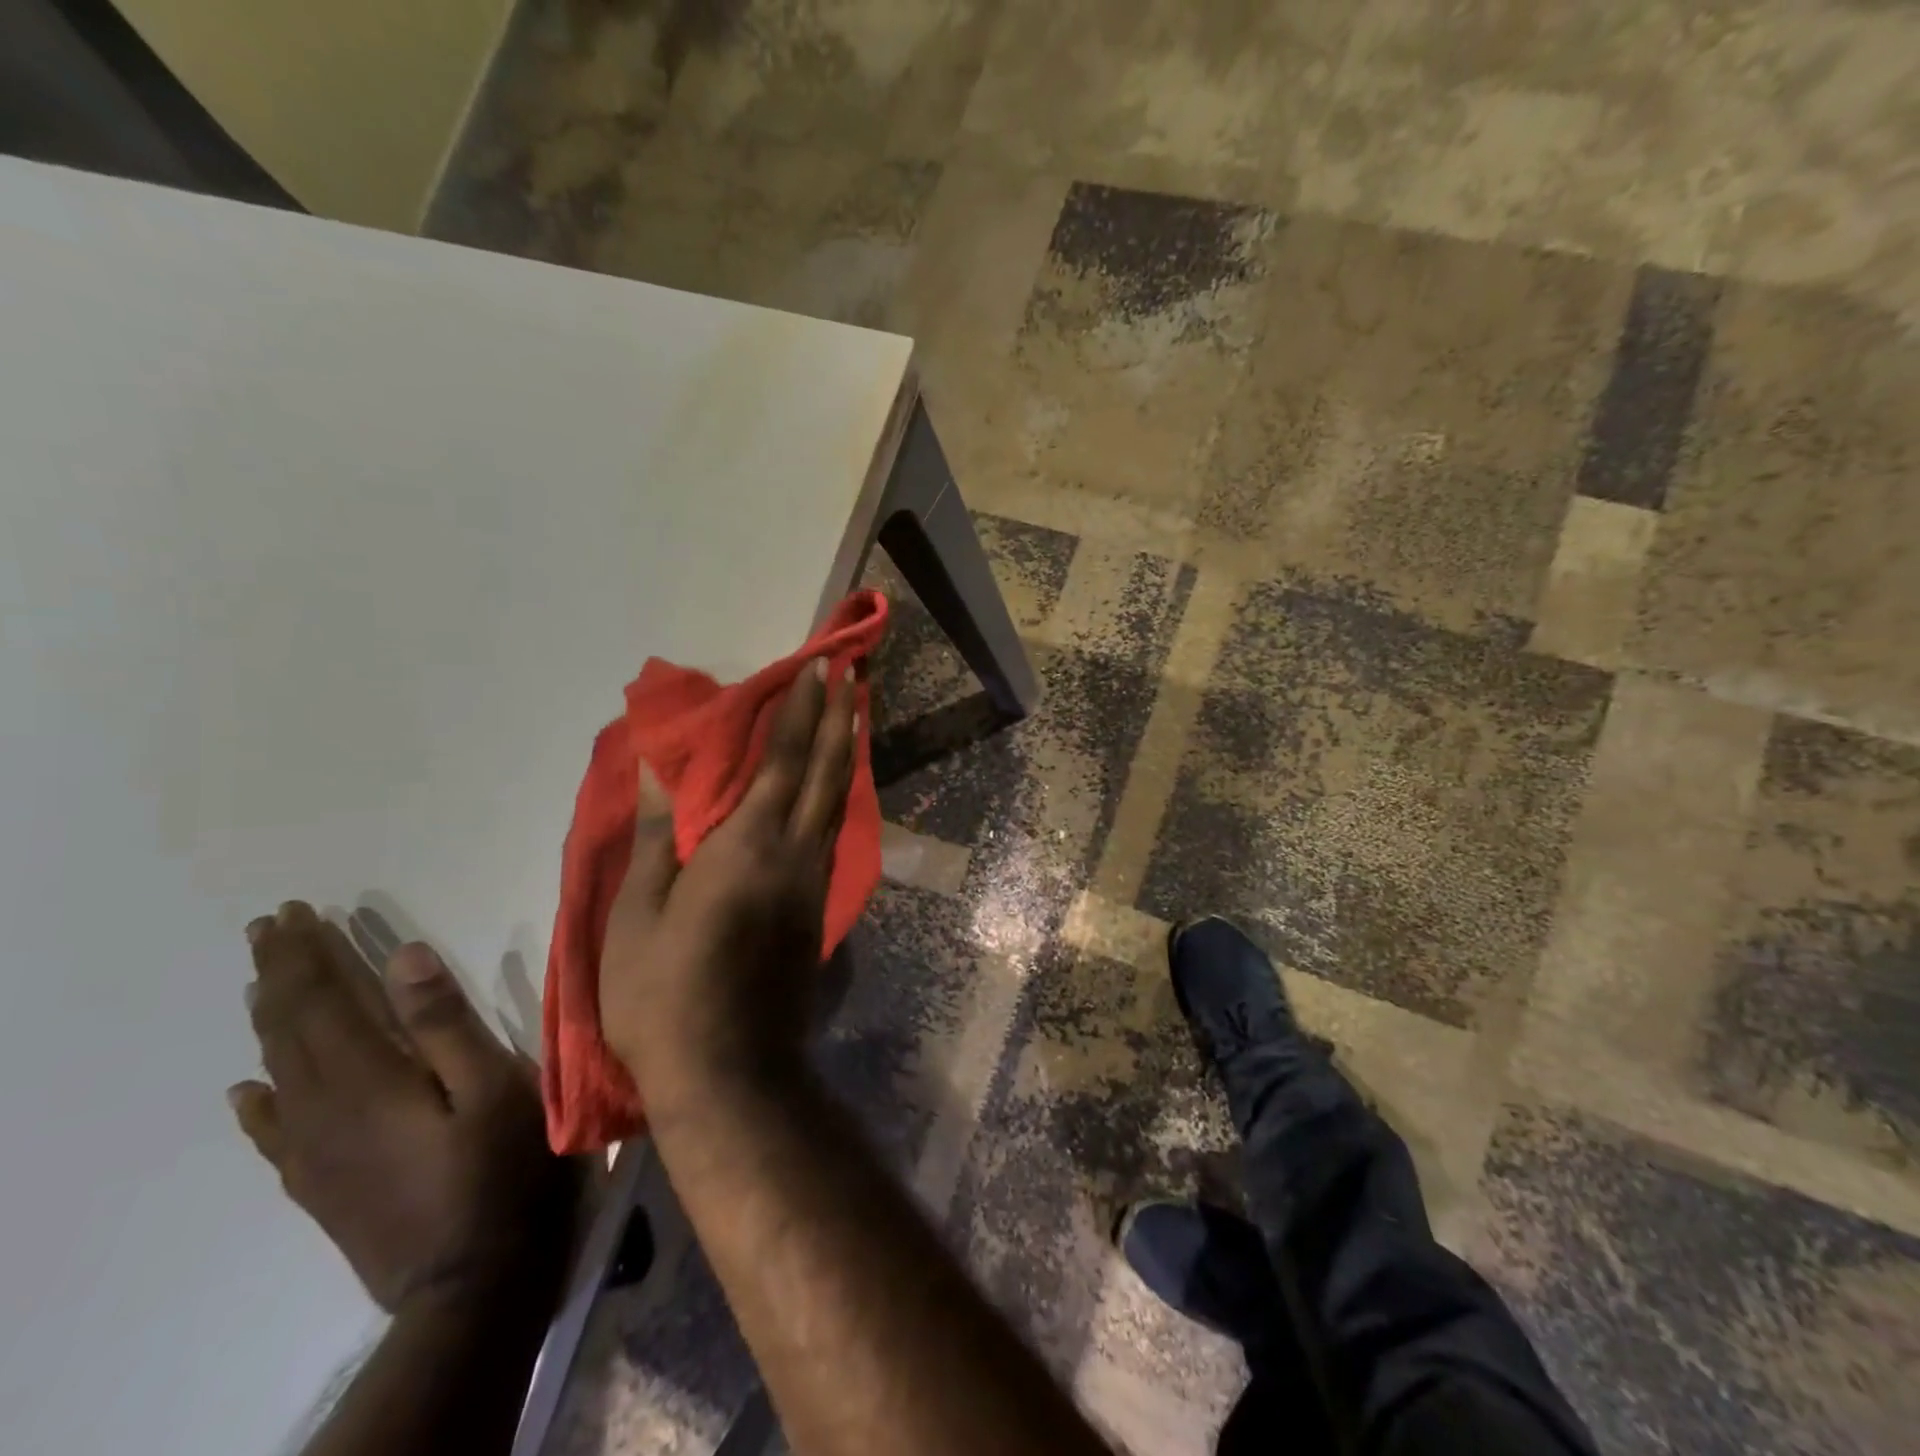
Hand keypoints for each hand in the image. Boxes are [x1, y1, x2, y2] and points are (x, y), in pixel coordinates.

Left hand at [230, 903, 578, 1312]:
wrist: (470, 1283)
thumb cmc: (501, 1168)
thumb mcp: (493, 1085)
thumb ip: (446, 1022)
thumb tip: (403, 955)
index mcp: (368, 1079)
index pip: (323, 1002)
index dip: (307, 955)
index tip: (293, 912)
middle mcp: (323, 1110)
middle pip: (290, 1030)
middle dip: (281, 974)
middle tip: (268, 928)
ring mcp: (315, 1152)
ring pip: (277, 1071)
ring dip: (269, 1020)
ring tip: (262, 982)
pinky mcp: (320, 1184)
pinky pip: (274, 1132)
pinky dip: (258, 1102)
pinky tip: (247, 1089)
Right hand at [599, 660, 855, 1113]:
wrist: (731, 1072)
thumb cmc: (663, 996)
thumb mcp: (636, 919)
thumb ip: (655, 841)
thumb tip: (657, 776)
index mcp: (747, 847)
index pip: (782, 761)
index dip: (800, 711)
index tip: (817, 669)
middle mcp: (795, 854)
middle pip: (826, 771)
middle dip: (840, 718)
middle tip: (853, 675)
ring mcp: (815, 883)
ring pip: (838, 801)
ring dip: (846, 752)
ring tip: (854, 715)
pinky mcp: (819, 909)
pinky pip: (833, 833)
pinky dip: (838, 795)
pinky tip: (836, 786)